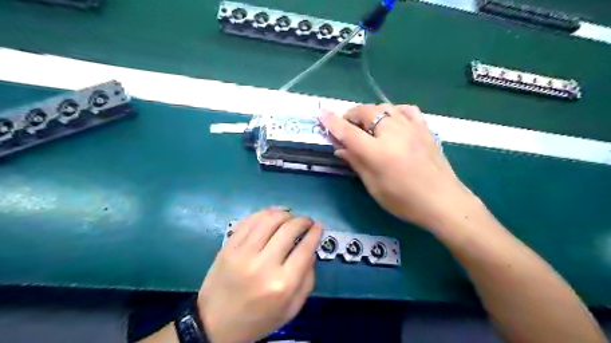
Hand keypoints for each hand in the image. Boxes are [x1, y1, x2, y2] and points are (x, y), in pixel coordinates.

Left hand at [200, 207, 324, 342]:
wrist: (215, 324)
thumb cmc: (258, 319)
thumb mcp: (291, 308)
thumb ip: (307, 279)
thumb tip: (311, 249)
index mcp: (282, 284)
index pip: (305, 249)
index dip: (315, 233)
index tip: (319, 226)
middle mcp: (263, 265)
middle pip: (289, 229)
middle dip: (303, 221)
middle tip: (307, 222)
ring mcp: (243, 253)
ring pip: (269, 219)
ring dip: (285, 213)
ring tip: (290, 217)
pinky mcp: (228, 246)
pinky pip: (250, 221)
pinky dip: (265, 213)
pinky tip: (272, 215)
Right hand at [320, 104, 476, 231]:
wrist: (442, 201)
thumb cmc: (403, 200)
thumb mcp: (373, 186)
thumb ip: (356, 163)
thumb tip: (340, 148)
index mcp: (377, 152)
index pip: (348, 131)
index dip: (332, 122)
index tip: (322, 114)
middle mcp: (392, 133)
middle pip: (365, 112)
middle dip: (351, 116)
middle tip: (346, 127)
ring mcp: (410, 127)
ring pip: (384, 107)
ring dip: (370, 112)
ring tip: (367, 125)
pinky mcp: (424, 128)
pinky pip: (406, 110)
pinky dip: (394, 111)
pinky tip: (392, 121)